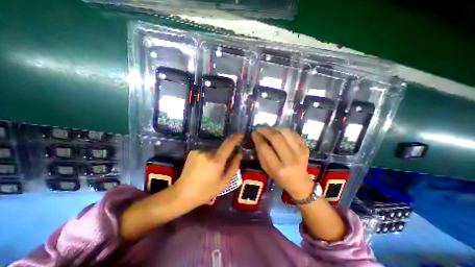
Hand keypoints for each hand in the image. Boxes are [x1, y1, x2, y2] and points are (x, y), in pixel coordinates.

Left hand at [173, 134, 242, 206]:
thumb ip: (234, 166)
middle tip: (220, 169)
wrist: (183, 194)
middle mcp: (207, 153)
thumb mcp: (224, 182)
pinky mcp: (193, 152)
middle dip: (223, 156)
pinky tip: (202, 168)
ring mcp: (199, 151)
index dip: (236, 138)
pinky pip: (205, 152)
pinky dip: (207, 158)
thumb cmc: (206, 191)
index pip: (228, 144)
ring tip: (209, 170)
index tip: (241, 134)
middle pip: (220, 150)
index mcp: (216, 161)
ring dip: (215, 157)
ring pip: (212, 151)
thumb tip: (239, 153)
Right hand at [250, 128, 313, 199]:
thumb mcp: (267, 170)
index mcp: (278, 168)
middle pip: (276, 137)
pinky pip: (293, 133)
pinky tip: (279, 133)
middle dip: (265, 130)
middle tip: (260, 128)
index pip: (265, 148)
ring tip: (270, 130)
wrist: (300, 183)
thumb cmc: (280, 178)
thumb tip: (257, 139)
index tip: (254, 133)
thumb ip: (261, 154)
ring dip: (275, 128)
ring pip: (285, 132)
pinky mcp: (305, 147)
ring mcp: (300, 152)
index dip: (258, 138)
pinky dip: (284, 131)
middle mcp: (290, 159)